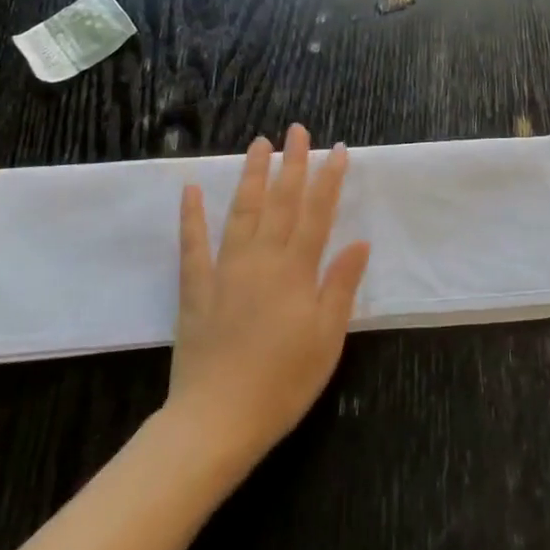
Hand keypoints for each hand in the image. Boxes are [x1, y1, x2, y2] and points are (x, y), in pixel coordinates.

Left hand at [168, 125, 371, 468]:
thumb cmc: (283, 382)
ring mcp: (225, 270)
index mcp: (296, 271)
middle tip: (297, 130)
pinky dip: (191, 216)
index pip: (317, 213)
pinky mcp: (196, 288)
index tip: (337, 149)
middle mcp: (262, 259)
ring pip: (242, 212)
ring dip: (252, 175)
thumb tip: (359, 242)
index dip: (329, 179)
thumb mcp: (327, 339)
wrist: (217, 420)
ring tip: (258, 144)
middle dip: (292, 163)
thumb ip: (340, 286)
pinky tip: (190, 190)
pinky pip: (192, 245)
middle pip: (281, 202)